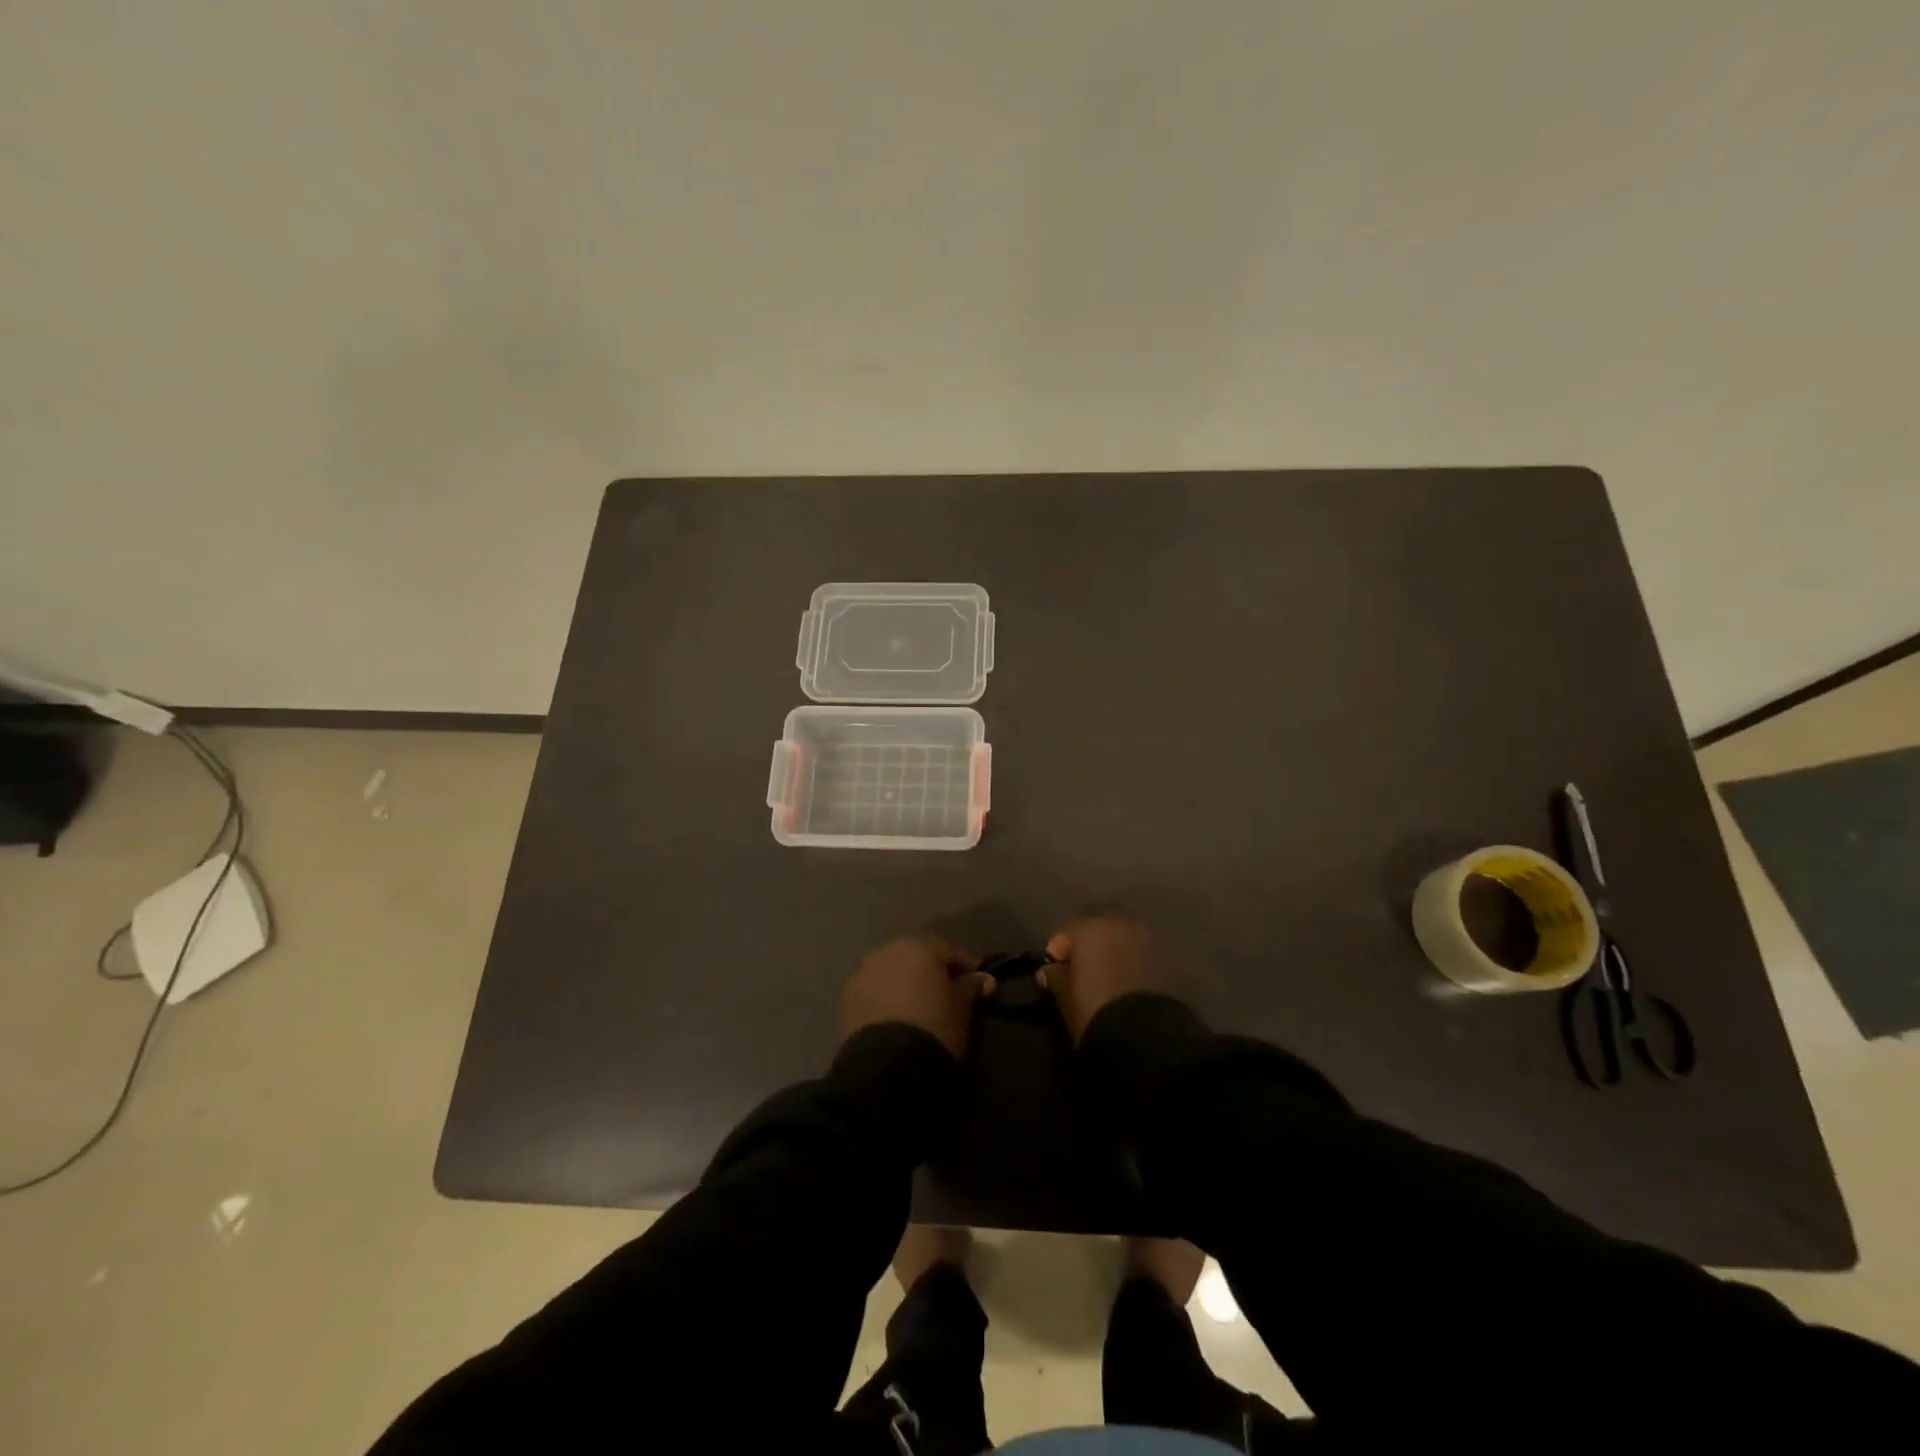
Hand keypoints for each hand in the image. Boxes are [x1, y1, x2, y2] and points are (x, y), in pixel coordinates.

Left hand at [842, 934, 995, 1059]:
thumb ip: (971, 988)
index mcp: (918, 946)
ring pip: (892, 971)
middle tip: (946, 993)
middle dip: (931, 971)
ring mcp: (863, 972)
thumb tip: (984, 979)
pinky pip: (874, 990)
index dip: (965, 966)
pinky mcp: (847, 998)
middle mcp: (887, 950)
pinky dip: (886, 997)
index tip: (977, 984)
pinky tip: (896, 1017)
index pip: (948, 949)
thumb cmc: (935, 1027)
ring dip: (906, 982)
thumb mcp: (962, 1009)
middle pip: (916, 956)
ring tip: (919, 1007)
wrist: (888, 1066)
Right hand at [1039, 915, 1161, 1042]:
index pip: (1066, 932)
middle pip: (1098, 930)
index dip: (1057, 952)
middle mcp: (1122, 924)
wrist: (1147, 1037)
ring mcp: (1150, 940)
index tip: (1053, 974)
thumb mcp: (1065, 997)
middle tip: (1080, 973)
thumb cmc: (1095, 1010)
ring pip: (1124, 941)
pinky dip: (1133, 966)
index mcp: (1092, 927)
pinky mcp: (1170, 962)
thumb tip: (1049, 971)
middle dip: (1088, 947)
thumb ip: (1055, 977)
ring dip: (1113, 954)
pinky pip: (1143, 957)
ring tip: (1106, 980)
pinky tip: (1128, 987)